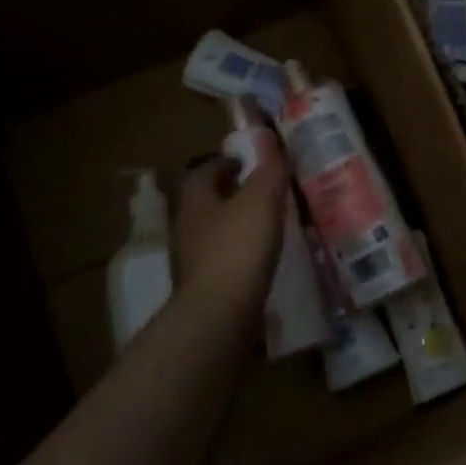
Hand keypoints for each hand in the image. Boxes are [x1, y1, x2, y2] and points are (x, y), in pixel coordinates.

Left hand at [173, 129, 288, 326]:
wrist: (220, 314)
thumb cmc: (238, 247)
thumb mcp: (261, 200)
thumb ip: (270, 173)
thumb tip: (277, 150)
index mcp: (196, 201)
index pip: (202, 172)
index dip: (223, 163)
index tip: (245, 161)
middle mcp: (188, 228)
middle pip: (206, 202)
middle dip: (229, 193)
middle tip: (260, 190)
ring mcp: (194, 261)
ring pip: (215, 232)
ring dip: (236, 224)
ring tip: (266, 223)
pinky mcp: (207, 287)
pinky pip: (225, 259)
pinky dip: (241, 252)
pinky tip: (262, 257)